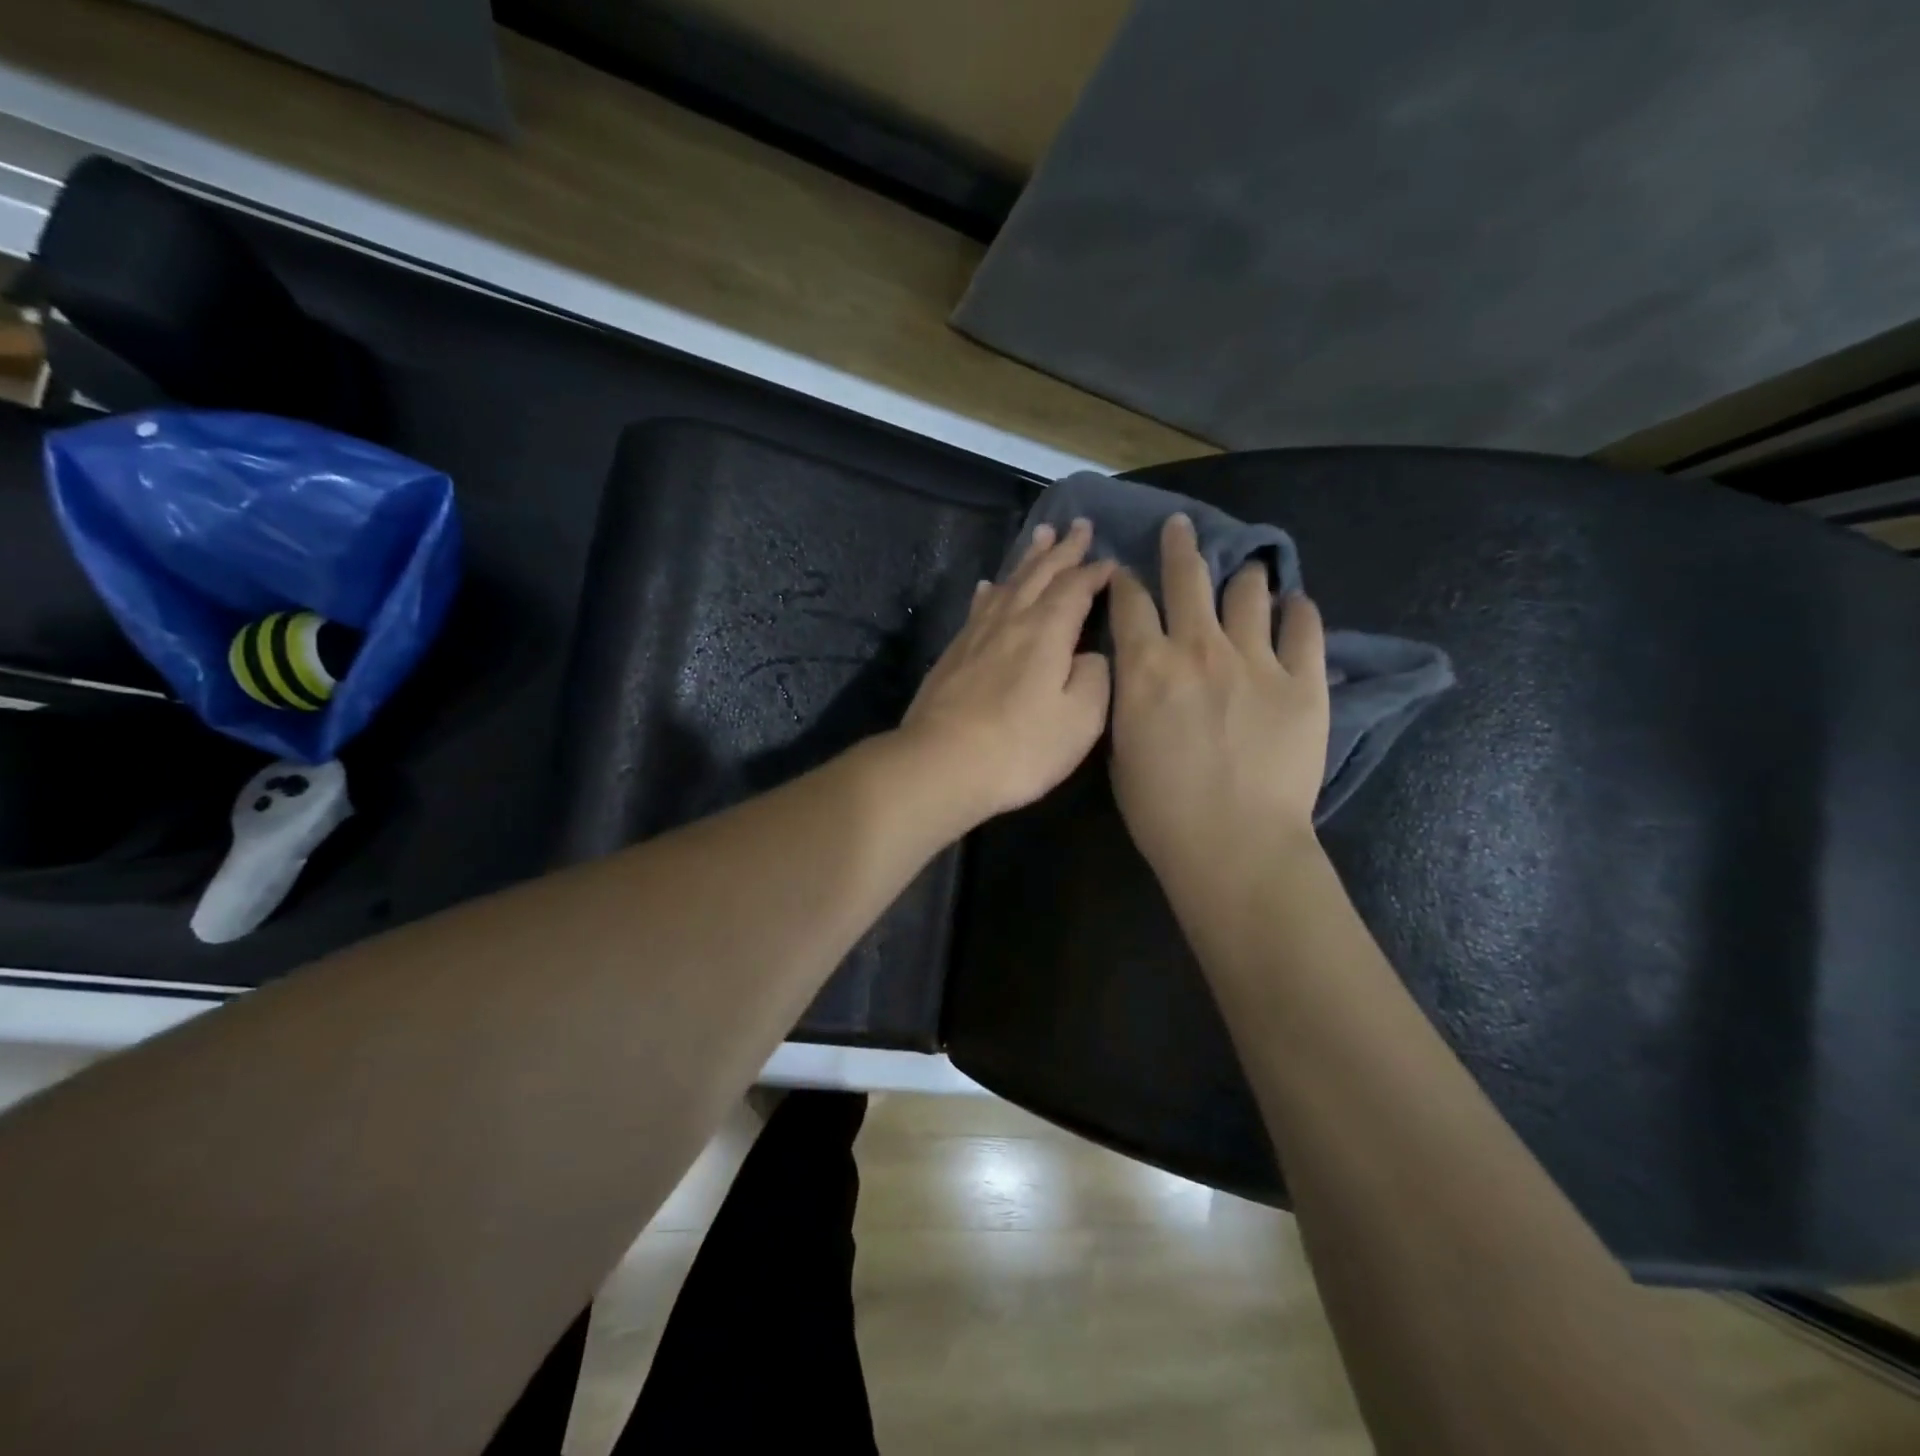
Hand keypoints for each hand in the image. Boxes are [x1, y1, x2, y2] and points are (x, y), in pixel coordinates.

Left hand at [899, 517, 1114, 824]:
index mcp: (1047, 631)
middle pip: (1040, 574)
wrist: (942, 764)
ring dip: (1027, 560)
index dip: (1096, 572)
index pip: (1076, 588)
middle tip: (1078, 525)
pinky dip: (991, 592)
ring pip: (1008, 584)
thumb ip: (1094, 678)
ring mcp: (977, 635)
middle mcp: (1011, 620)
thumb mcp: (1080, 719)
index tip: (1112, 561)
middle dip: (1063, 550)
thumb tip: (1089, 654)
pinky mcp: (954, 654)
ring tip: (1040, 538)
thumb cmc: (1020, 747)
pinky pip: (979, 608)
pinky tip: (989, 587)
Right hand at [1109, 514, 1328, 890]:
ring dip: (1243, 577)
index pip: (1129, 602)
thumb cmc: (1162, 810)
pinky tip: (1295, 606)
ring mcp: (1256, 659)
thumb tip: (1139, 677)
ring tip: (1247, 573)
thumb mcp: (1120, 750)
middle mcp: (1198, 647)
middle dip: (1179, 546)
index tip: (1125, 572)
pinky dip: (1298, 611)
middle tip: (1181, 527)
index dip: (1124, 580)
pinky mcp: (1304, 680)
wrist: (1234, 844)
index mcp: (1145, 666)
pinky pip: (1305, 627)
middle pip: (1187, 577)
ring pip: (1248, 592)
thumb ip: (1129, 700)